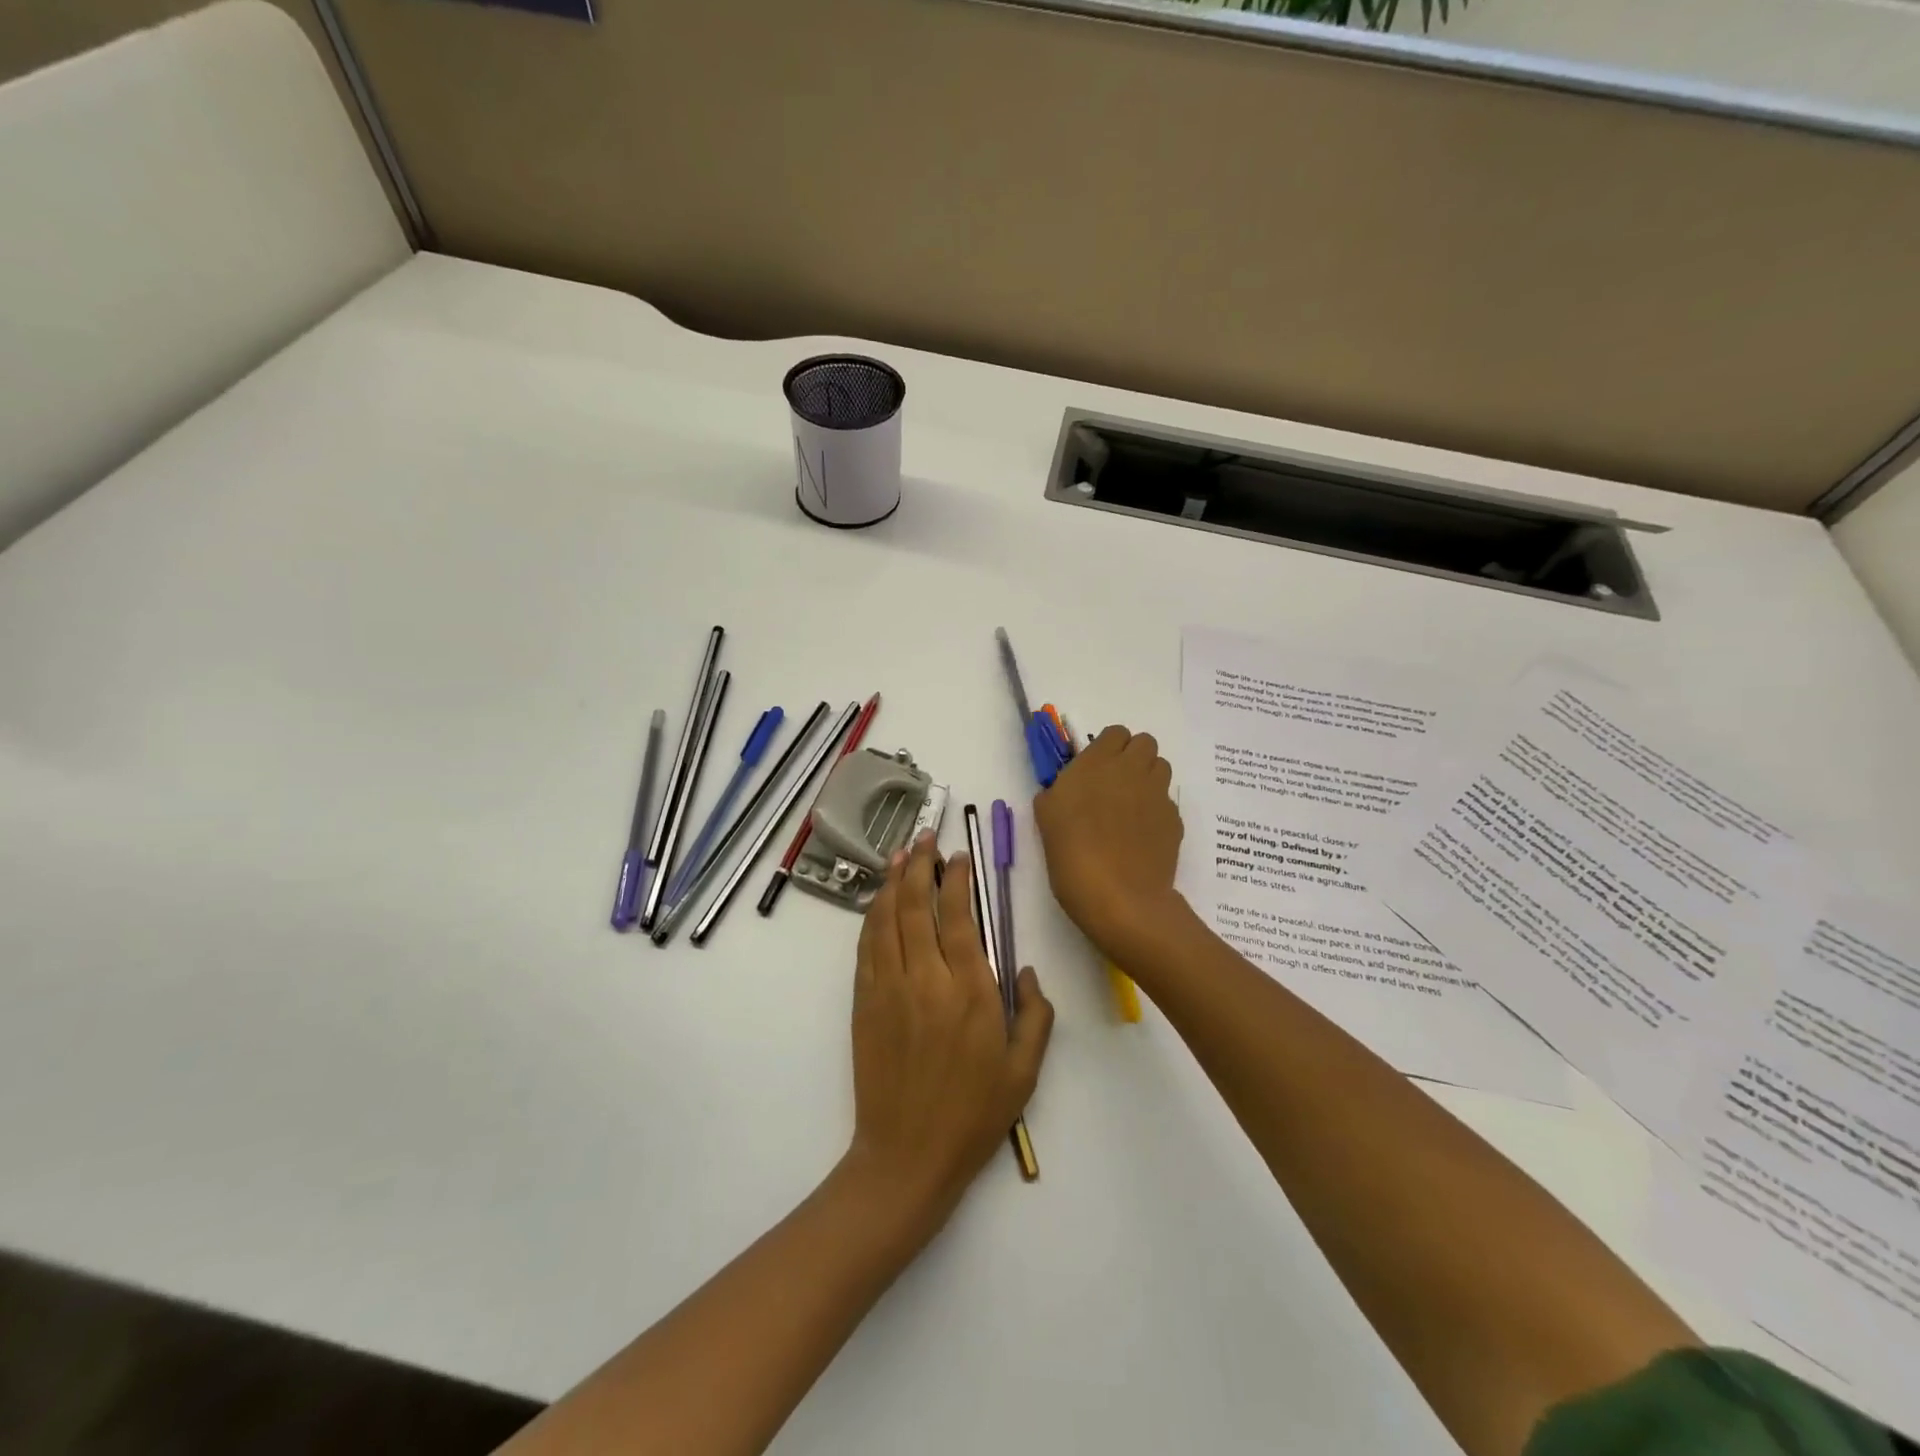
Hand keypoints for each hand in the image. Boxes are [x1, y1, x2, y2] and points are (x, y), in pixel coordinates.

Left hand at [845, 833, 1053, 1231]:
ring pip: (886, 919)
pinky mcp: (864, 1003)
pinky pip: (865, 947)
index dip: (957, 880)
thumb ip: (1036, 1014)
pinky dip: (871, 917)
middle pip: (916, 907)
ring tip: (899, 855)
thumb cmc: (974, 1114)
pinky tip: (877, 902)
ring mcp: (888, 989)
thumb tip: (1025, 969)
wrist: (907, 1156)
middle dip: (919, 866)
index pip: (960, 917)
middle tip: (924, 839)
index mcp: (970, 991)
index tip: (958, 858)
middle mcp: (926, 979)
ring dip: (891, 882)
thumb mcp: (1025, 1070)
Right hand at [1033, 725, 1185, 963]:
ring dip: (1147, 779)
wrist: (1119, 898)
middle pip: (1144, 743)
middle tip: (1114, 785)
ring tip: (1130, 808)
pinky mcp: (1175, 820)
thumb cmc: (1072, 855)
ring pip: (1161, 768)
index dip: (1107, 748)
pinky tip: (1141, 837)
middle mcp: (1132, 770)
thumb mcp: (1046, 818)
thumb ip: (1056, 792)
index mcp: (1097, 762)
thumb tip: (1064, 790)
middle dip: (1132, 757)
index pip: (1115, 733)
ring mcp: (1158, 794)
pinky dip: (1156, 811)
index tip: (1094, 770)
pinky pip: (1167, 803)